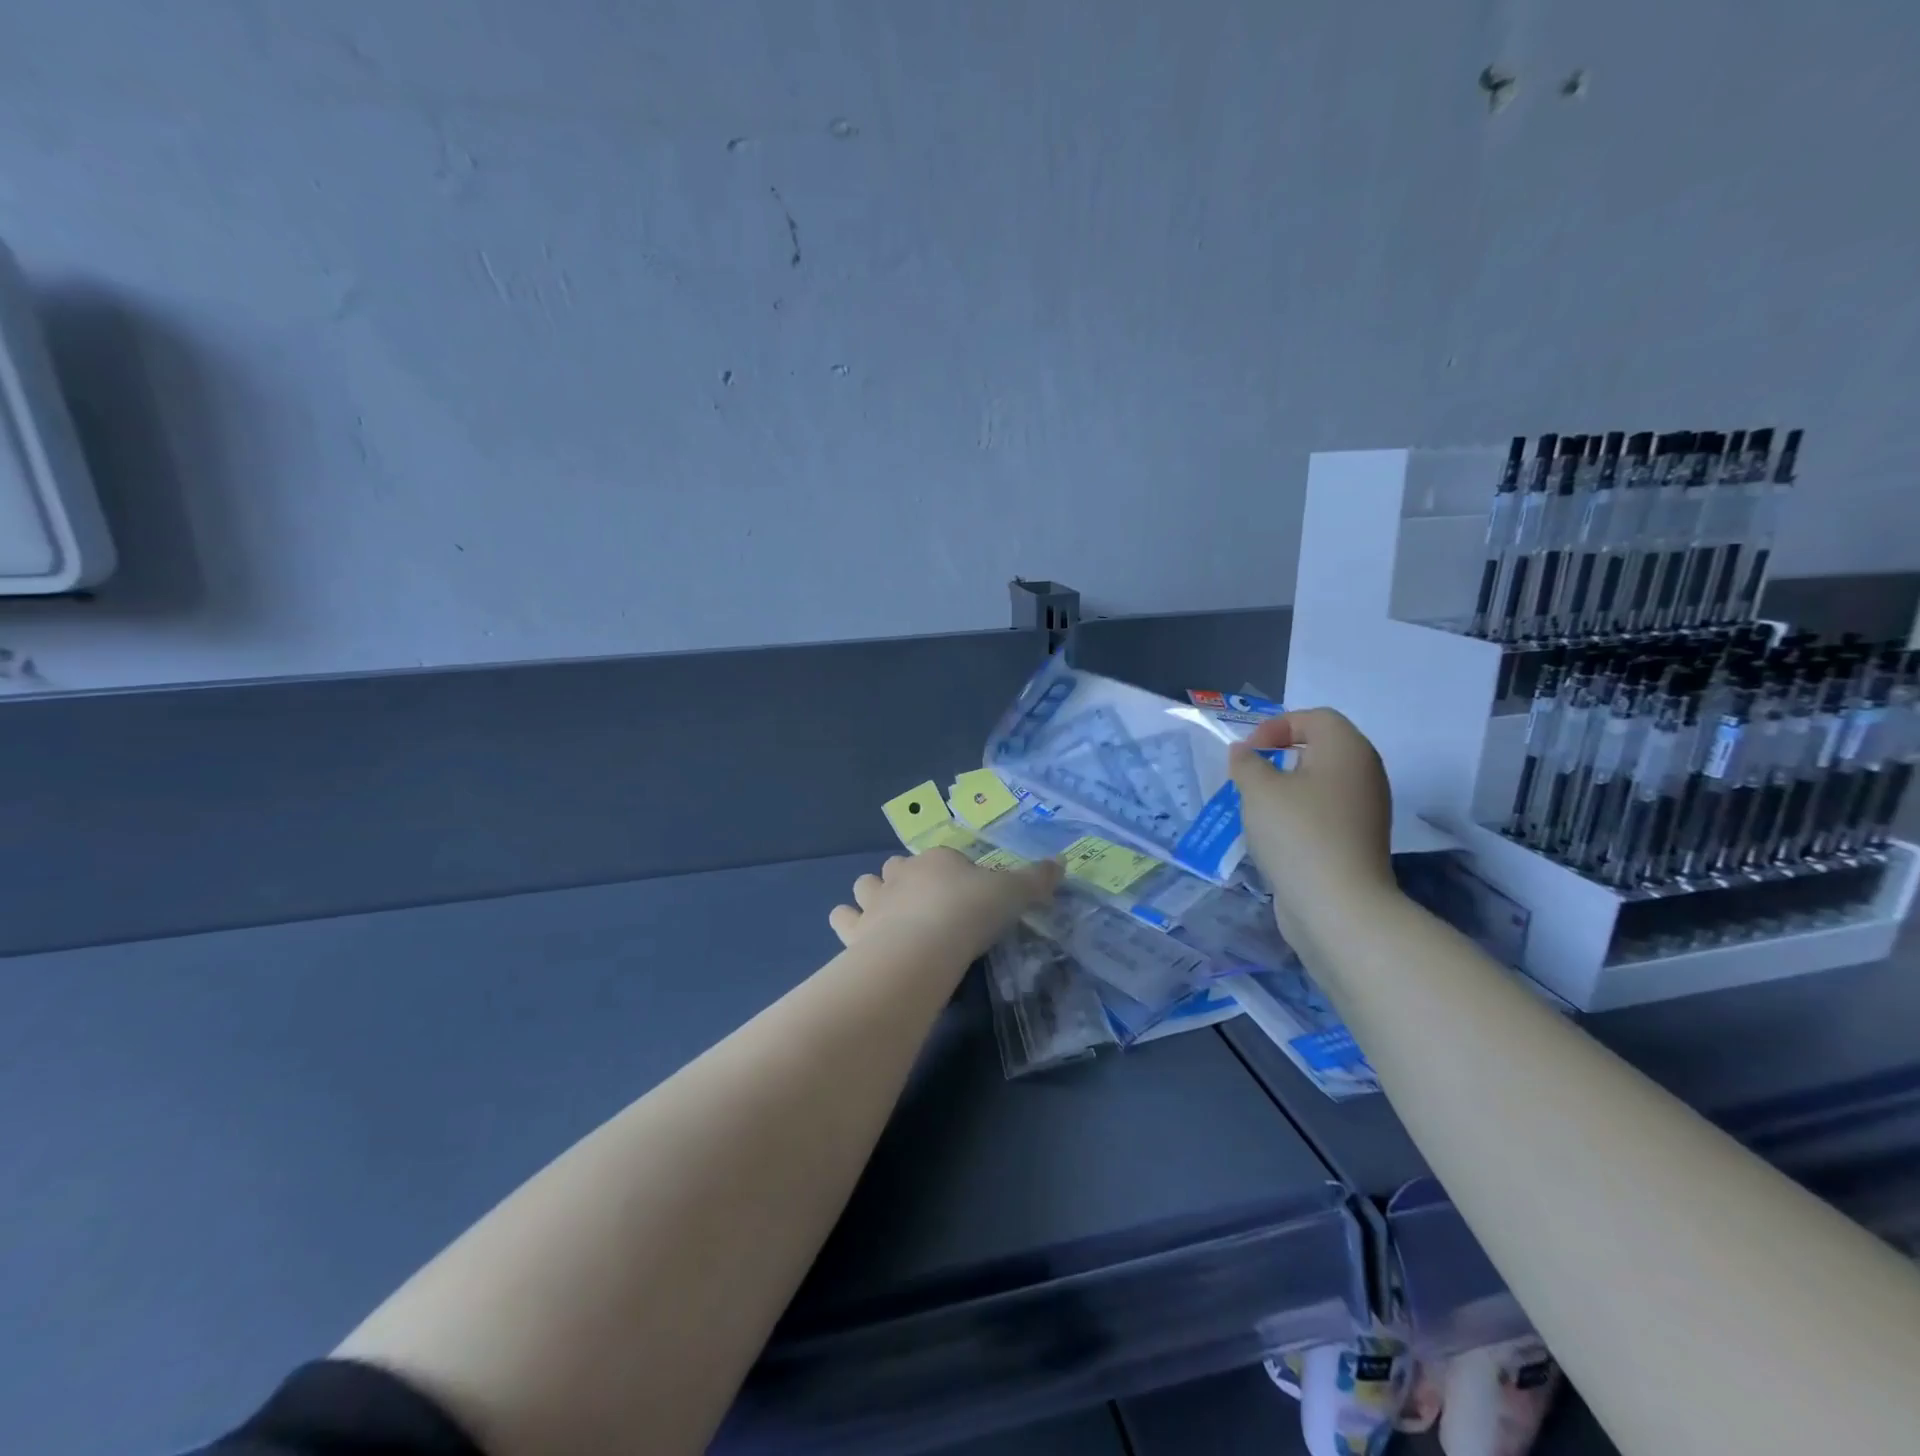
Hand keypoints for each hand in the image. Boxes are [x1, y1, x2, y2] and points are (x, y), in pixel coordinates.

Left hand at [828, 848, 1062, 962]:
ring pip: (865, 885)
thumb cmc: (970, 913)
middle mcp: (901, 874)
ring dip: (872, 895)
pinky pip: (843, 918)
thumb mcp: (1014, 894)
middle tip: (925, 904)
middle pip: (897, 866)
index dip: (953, 872)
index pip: (944, 858)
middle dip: (905, 878)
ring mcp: (875, 901)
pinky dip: (847, 922)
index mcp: (938, 860)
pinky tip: (858, 935)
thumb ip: (1036, 879)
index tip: (966, 894)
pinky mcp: (855, 930)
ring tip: (886, 915)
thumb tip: (1062, 862)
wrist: (923, 948)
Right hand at [1229, 708, 1398, 959]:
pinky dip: (1299, 813)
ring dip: (1287, 786)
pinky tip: (1275, 834)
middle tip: (1250, 774)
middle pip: (1322, 747)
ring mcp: (1365, 809)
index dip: (1277, 726)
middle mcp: (1364, 773)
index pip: (1315, 718)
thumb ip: (1247, 763)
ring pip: (1321, 782)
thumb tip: (1245, 754)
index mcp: (1347, 749)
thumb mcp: (1258, 789)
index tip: (1247, 752)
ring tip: (1257, 805)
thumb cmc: (1298, 833)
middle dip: (1281, 754)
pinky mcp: (1357, 840)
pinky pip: (1325, 811)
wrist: (1338, 904)